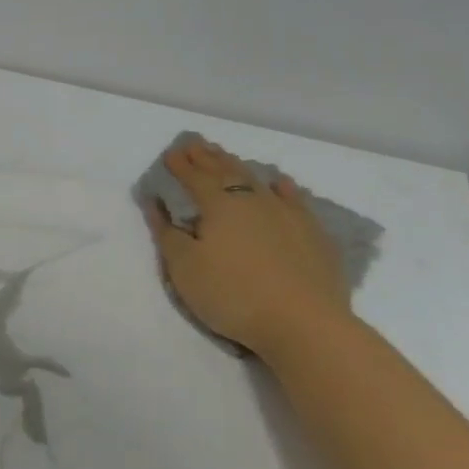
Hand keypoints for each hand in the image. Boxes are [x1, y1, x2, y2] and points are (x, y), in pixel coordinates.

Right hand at [146, 138, 353, 363]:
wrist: (303, 323)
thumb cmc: (233, 295)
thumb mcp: (185, 269)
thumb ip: (167, 233)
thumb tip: (155, 202)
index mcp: (219, 206)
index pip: (195, 178)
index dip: (180, 166)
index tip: (170, 154)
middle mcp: (253, 199)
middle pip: (226, 171)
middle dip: (207, 157)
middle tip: (194, 145)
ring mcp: (287, 213)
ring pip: (257, 179)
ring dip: (237, 166)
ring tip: (225, 156)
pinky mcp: (312, 231)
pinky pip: (292, 197)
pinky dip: (280, 185)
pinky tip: (277, 182)